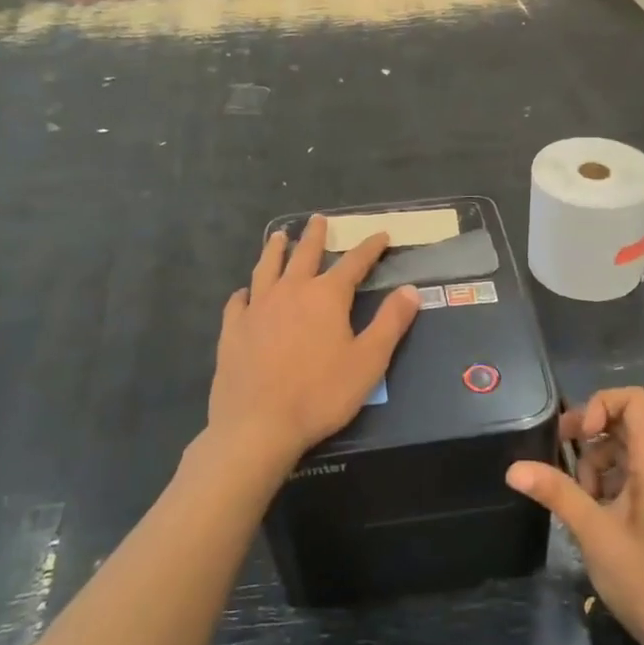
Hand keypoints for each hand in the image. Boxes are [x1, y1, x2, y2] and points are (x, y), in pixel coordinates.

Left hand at [208, 215, 420, 472]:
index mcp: (326, 296)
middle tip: (319, 219)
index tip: (381, 235)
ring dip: (275, 250)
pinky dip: (244, 292)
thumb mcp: (369, 361)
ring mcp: (257, 309)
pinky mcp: (232, 330)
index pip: (354, 263)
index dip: (370, 248)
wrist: (258, 426)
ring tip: (278, 236)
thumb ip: (391, 322)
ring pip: (267, 268)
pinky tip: (245, 292)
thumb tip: (411, 289)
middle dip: (316, 236)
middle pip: (305, 254)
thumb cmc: (320, 394)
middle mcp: (291, 291)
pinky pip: (238, 302)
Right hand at [506, 388, 643, 644]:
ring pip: (622, 451)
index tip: (575, 437)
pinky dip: (604, 485)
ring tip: (577, 501)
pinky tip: (588, 516)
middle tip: (558, 461)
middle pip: (624, 422)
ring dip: (593, 464)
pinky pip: (628, 476)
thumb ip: (557, 494)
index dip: (599, 404)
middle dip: (588, 434)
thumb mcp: (595, 534)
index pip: (633, 399)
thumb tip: (513, 468)